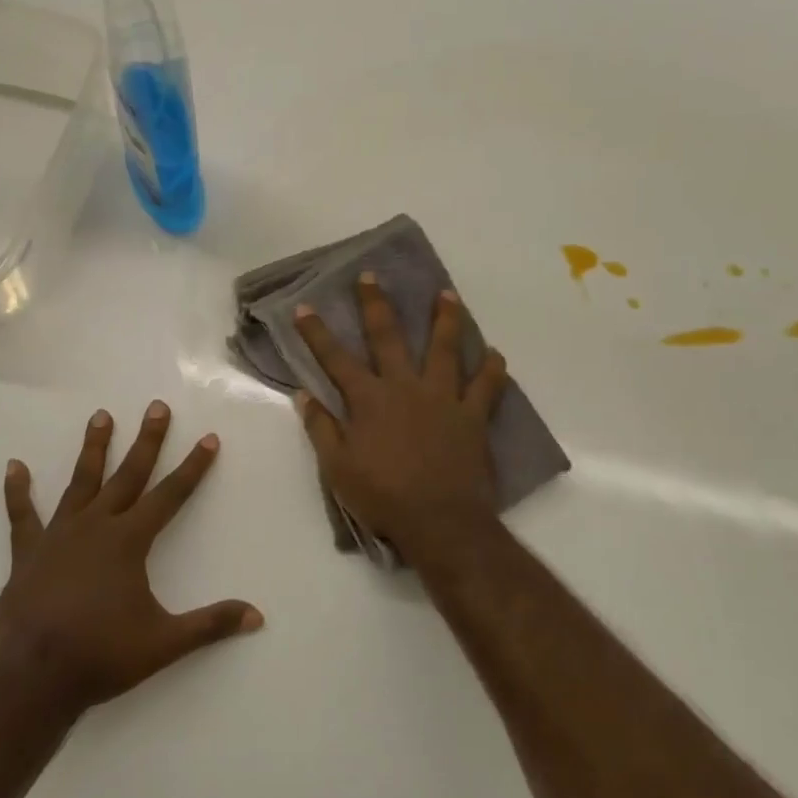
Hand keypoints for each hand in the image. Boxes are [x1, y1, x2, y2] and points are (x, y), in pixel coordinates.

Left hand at [0, 401, 262, 714]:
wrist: (33, 678)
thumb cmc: (101, 656)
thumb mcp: (164, 642)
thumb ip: (210, 624)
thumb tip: (257, 616)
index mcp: (129, 541)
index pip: (171, 495)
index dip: (193, 467)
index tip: (208, 438)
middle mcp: (96, 526)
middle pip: (129, 474)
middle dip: (147, 440)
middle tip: (156, 406)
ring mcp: (59, 535)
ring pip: (81, 481)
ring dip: (93, 448)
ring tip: (101, 415)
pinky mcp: (28, 552)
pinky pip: (22, 515)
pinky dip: (18, 491)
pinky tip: (14, 466)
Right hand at [294, 275, 510, 564]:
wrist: (439, 522)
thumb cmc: (382, 497)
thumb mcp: (337, 468)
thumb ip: (321, 428)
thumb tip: (303, 395)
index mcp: (369, 400)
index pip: (335, 359)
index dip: (317, 332)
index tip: (304, 306)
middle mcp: (404, 387)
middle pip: (388, 338)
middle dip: (376, 305)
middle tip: (371, 276)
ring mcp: (442, 398)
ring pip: (445, 349)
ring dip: (445, 319)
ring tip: (447, 294)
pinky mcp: (472, 416)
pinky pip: (487, 386)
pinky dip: (492, 368)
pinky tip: (495, 353)